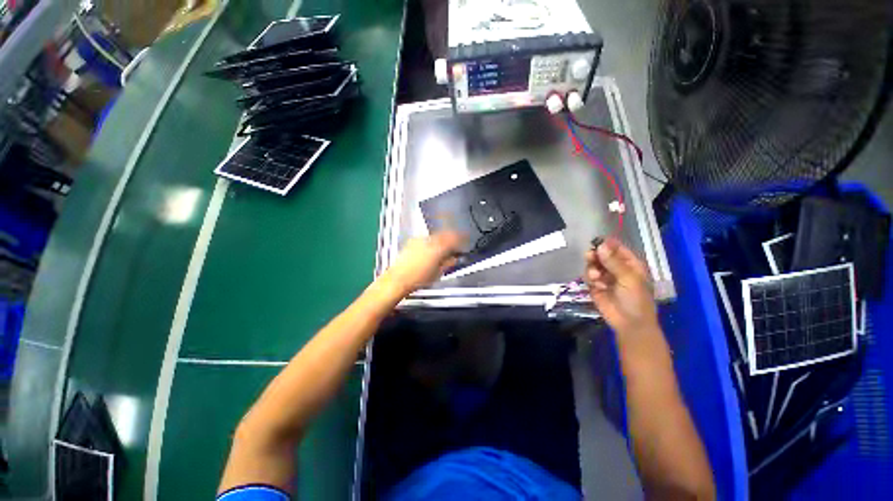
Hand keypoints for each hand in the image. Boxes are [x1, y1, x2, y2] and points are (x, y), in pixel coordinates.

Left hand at [383, 231, 465, 296]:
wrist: (398, 279)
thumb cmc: (418, 279)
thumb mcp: (438, 273)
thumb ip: (448, 263)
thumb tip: (454, 258)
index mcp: (438, 248)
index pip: (453, 238)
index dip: (461, 238)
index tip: (465, 239)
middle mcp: (429, 241)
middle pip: (444, 234)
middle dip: (452, 237)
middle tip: (456, 242)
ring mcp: (419, 240)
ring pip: (435, 236)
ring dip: (442, 239)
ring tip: (444, 247)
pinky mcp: (411, 242)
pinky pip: (426, 239)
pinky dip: (432, 242)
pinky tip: (432, 248)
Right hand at [585, 237, 658, 335]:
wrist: (629, 323)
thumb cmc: (636, 299)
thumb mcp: (628, 278)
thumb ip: (613, 262)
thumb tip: (600, 245)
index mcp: (629, 263)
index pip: (616, 247)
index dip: (606, 244)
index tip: (596, 243)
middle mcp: (615, 267)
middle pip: (600, 255)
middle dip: (594, 255)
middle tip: (589, 256)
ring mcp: (604, 276)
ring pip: (592, 265)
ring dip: (592, 269)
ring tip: (596, 277)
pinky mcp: (594, 286)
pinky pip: (587, 276)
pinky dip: (590, 280)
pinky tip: (597, 286)